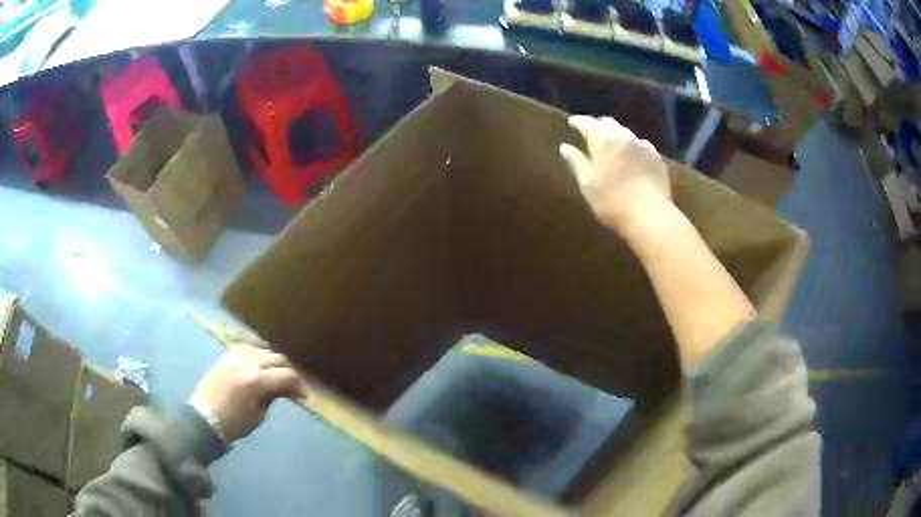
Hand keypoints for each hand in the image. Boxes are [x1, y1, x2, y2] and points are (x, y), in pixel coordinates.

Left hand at [191, 348, 302, 441]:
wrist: (204, 418)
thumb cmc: (234, 423)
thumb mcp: (259, 414)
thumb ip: (272, 396)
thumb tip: (283, 388)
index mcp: (256, 381)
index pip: (286, 375)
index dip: (298, 385)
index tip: (302, 396)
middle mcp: (247, 363)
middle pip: (276, 358)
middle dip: (288, 371)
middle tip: (292, 385)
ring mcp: (234, 357)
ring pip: (262, 351)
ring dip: (272, 363)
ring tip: (275, 375)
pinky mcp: (226, 357)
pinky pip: (246, 350)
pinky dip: (256, 357)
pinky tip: (258, 366)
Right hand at [559, 115, 670, 236]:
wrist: (650, 215)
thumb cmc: (612, 201)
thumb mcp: (587, 184)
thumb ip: (576, 162)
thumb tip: (565, 147)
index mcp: (603, 140)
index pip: (587, 123)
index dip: (578, 121)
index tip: (572, 122)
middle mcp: (623, 136)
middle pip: (608, 123)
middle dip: (598, 125)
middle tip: (592, 132)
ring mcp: (643, 145)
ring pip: (626, 133)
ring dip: (617, 135)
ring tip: (612, 144)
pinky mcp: (656, 157)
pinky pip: (642, 145)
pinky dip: (633, 147)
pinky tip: (632, 157)